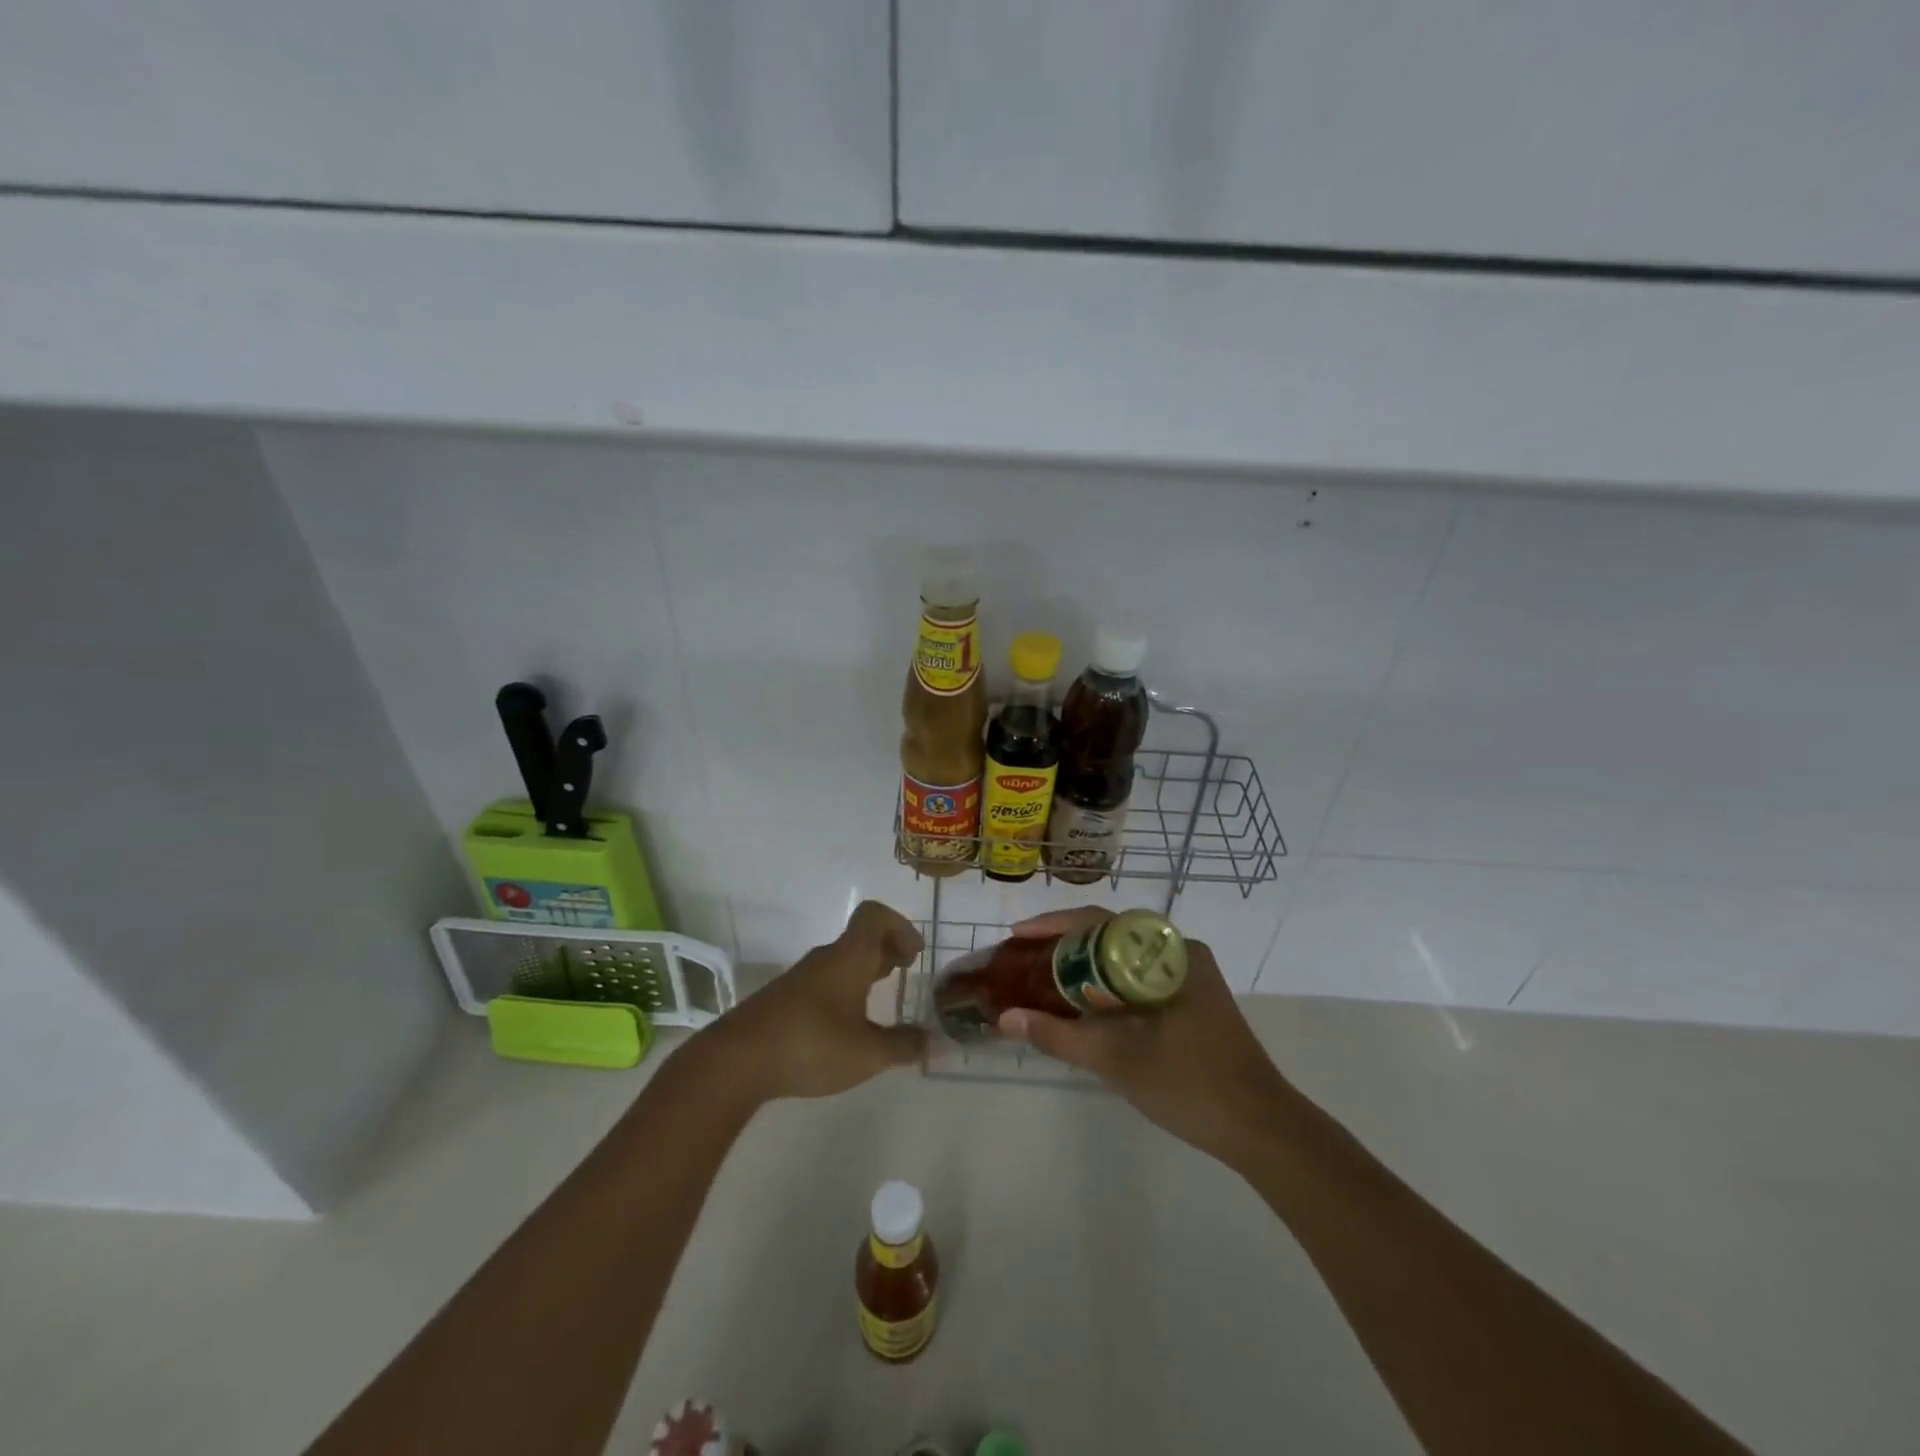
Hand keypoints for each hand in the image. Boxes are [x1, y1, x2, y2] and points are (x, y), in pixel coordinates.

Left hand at [706, 900, 927, 1100]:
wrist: (737, 1060)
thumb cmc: (811, 1045)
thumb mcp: (868, 1054)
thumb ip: (902, 1045)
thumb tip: (928, 1040)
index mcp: (849, 957)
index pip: (874, 915)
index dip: (900, 926)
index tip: (914, 953)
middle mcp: (826, 959)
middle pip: (860, 937)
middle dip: (887, 949)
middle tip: (906, 971)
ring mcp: (801, 978)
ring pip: (842, 960)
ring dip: (865, 969)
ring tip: (881, 996)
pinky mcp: (784, 1000)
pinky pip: (824, 981)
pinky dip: (845, 989)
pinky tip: (847, 1023)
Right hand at [996, 907, 1289, 1162]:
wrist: (1261, 1129)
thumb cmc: (1190, 1085)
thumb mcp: (1116, 1060)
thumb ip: (1058, 1036)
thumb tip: (1005, 1018)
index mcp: (1170, 953)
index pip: (1100, 921)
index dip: (1053, 925)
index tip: (1017, 935)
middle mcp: (1180, 953)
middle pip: (1109, 935)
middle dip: (1063, 945)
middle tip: (1023, 959)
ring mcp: (1188, 977)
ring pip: (1121, 958)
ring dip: (1082, 967)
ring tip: (1042, 979)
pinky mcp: (1190, 1000)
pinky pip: (1135, 978)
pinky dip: (1104, 987)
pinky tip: (1080, 1006)